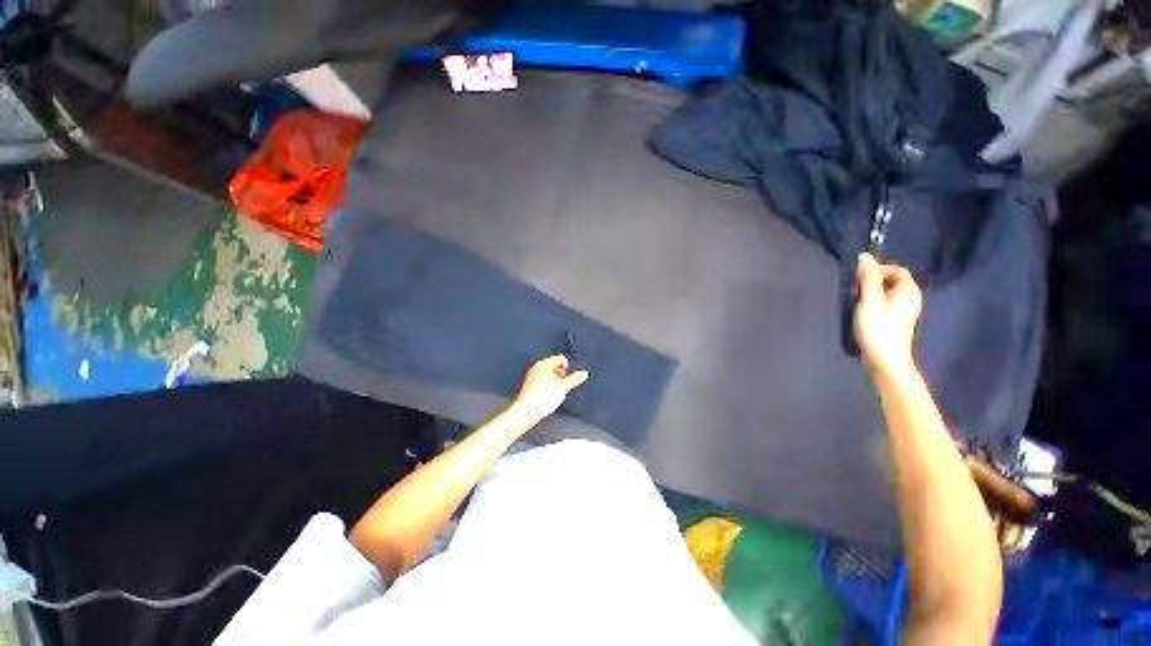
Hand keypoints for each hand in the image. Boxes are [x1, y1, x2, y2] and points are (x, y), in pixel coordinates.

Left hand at [509, 355, 589, 422]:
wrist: (526, 413)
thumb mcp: (563, 387)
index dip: (568, 367)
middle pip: (555, 366)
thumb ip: (574, 379)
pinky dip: (550, 386)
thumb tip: (584, 373)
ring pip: (549, 375)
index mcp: (543, 364)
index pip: (560, 358)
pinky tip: (551, 396)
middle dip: (562, 374)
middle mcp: (537, 368)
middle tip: (565, 385)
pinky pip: (544, 382)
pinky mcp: (530, 387)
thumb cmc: (543, 398)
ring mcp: (532, 377)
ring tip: (558, 392)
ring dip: (557, 381)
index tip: (570, 377)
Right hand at [854, 252, 922, 375]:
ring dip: (870, 294)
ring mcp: (904, 310)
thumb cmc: (878, 329)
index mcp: (908, 291)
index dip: (878, 270)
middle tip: (856, 293)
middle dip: (872, 282)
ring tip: (857, 304)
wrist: (884, 360)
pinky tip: (862, 314)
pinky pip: (884, 303)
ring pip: (886, 292)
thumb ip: (867, 278)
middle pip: (891, 280)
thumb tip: (864, 256)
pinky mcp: (896, 320)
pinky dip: (872, 303)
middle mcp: (910, 298)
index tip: (860, 280)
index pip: (897, 269)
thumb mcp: (869, 301)